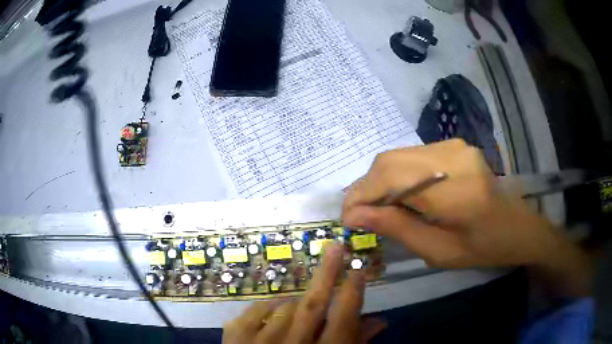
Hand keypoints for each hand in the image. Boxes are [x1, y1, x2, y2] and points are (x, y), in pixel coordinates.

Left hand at [223, 243, 386, 343]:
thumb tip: (379, 321)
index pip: (344, 318)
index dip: (354, 292)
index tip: (359, 268)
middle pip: (313, 304)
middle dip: (327, 273)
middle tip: (336, 247)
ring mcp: (260, 341)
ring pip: (285, 307)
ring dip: (295, 305)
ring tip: (297, 316)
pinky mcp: (235, 338)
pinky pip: (256, 310)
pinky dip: (267, 307)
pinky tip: (272, 314)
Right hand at [342, 139, 561, 268]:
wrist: (517, 227)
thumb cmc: (483, 248)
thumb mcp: (439, 250)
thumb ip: (397, 228)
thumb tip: (355, 216)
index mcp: (454, 189)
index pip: (391, 179)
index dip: (361, 195)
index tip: (346, 218)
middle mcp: (451, 155)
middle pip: (389, 161)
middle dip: (365, 188)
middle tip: (357, 215)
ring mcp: (454, 146)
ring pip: (398, 156)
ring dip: (379, 181)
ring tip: (374, 207)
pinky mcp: (454, 146)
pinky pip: (412, 156)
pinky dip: (396, 175)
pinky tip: (398, 196)